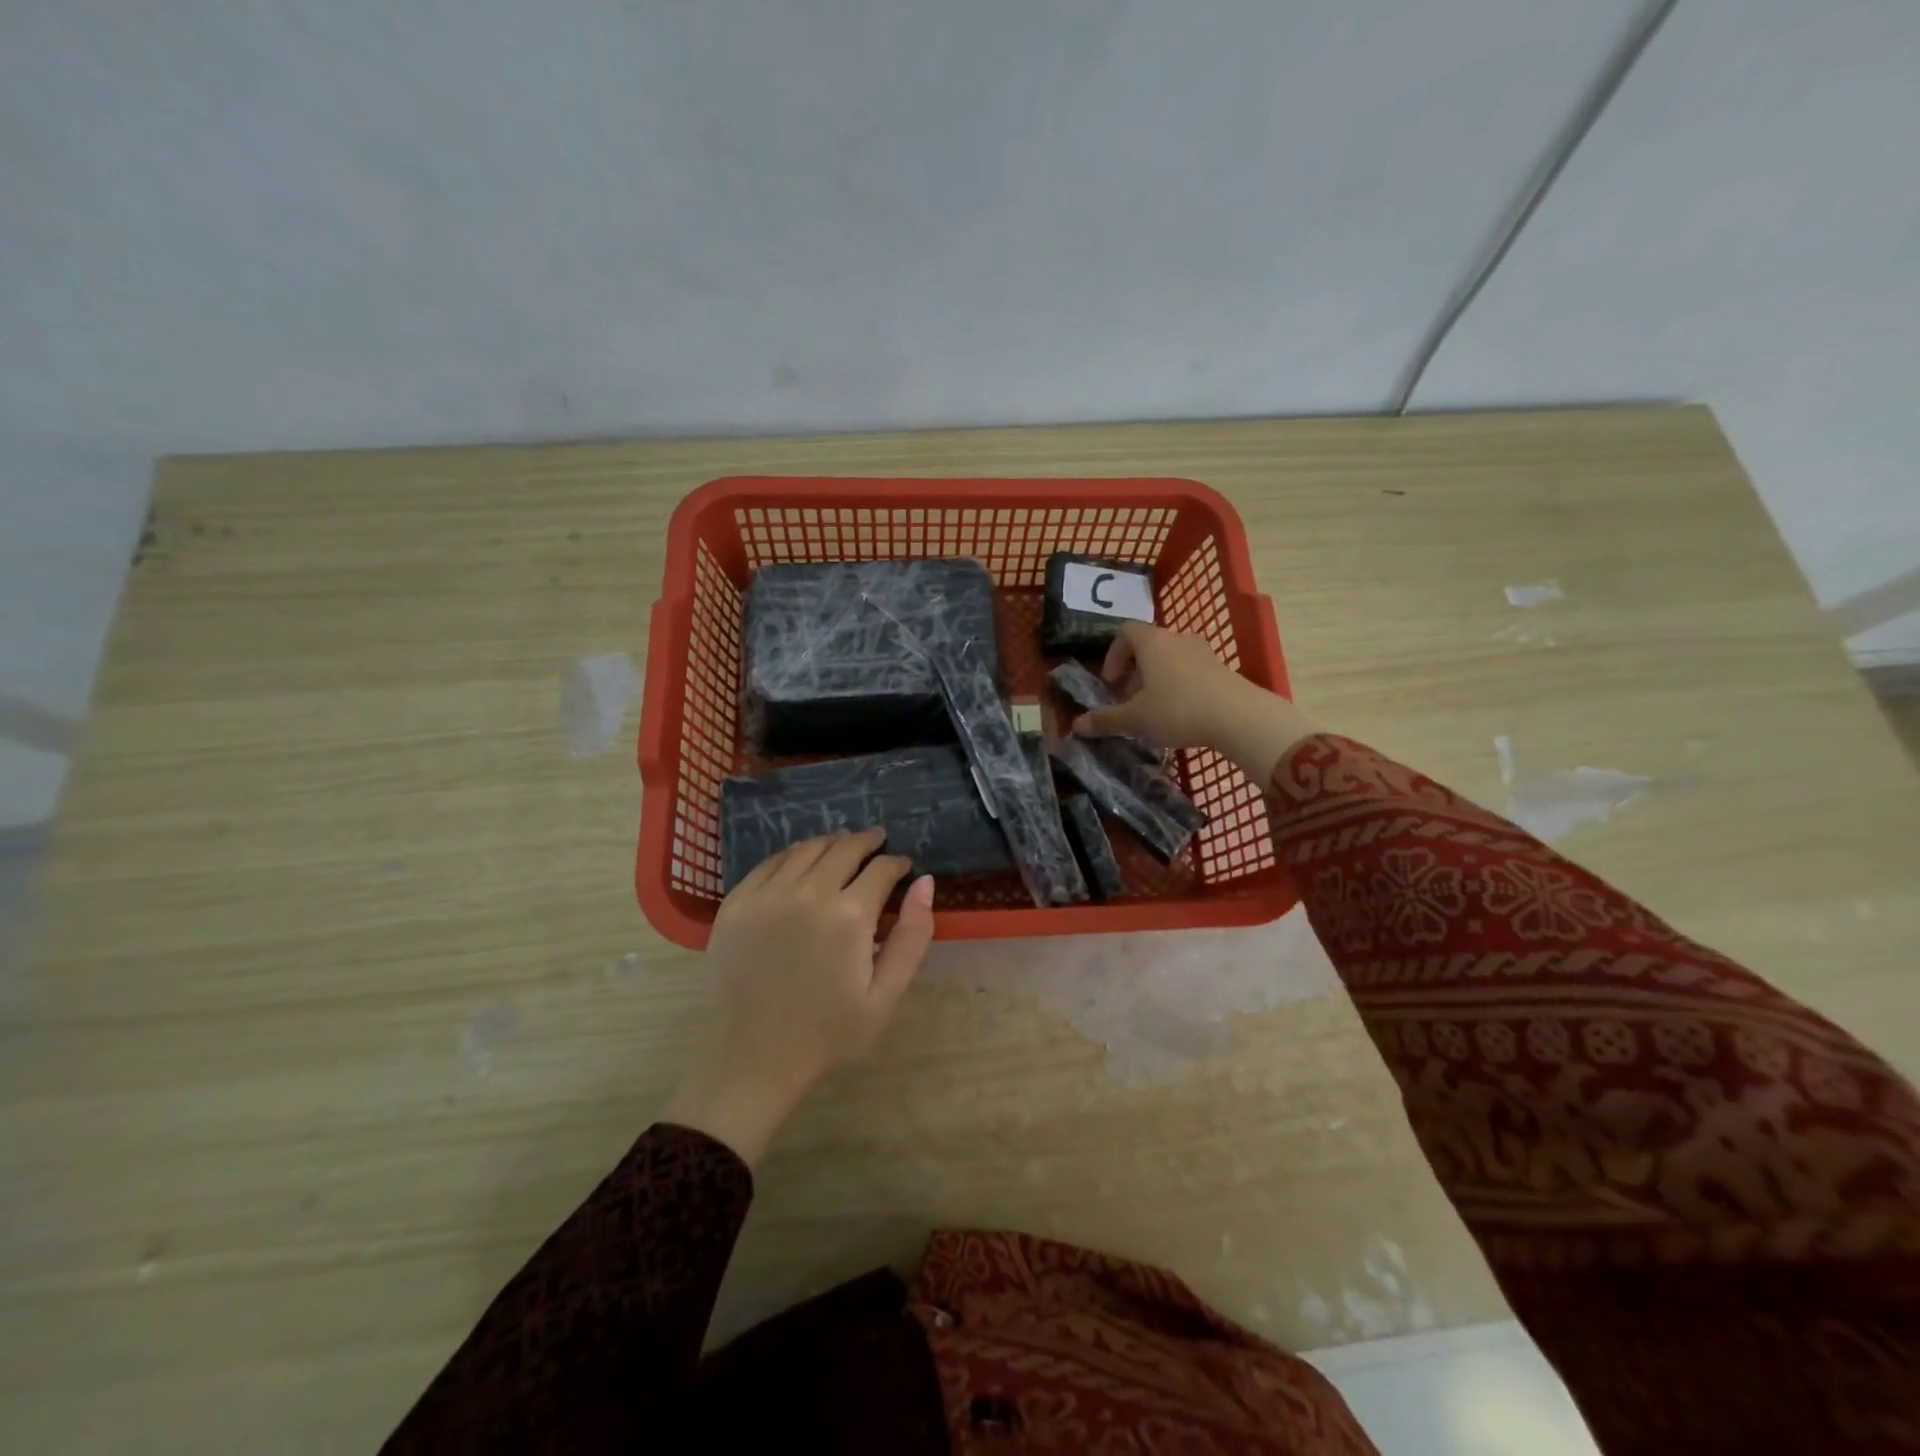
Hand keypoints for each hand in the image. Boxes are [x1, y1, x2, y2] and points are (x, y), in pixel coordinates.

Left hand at [662, 827, 934, 1166]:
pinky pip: (770, 862)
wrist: (754, 1058)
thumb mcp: (886, 995)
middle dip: (867, 842)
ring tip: (843, 845)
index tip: (902, 866)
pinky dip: (793, 854)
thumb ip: (912, 936)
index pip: (881, 869)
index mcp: (849, 916)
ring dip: (831, 843)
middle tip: (877, 842)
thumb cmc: (829, 1033)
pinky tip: (802, 860)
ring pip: (807, 848)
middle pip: (844, 848)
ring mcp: (767, 895)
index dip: (896, 863)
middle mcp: (808, 893)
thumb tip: (925, 882)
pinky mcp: (736, 903)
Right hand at [1071, 622, 1317, 782]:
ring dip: (1157, 676)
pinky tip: (1181, 711)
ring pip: (1171, 656)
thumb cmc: (1178, 710)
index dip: (1113, 654)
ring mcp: (1203, 651)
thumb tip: (1076, 726)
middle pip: (1149, 644)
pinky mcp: (1221, 668)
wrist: (1239, 716)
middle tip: (1129, 697)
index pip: (1125, 631)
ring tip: (1154, 706)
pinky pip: (1191, 669)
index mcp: (1152, 642)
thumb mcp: (1135, 719)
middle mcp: (1177, 638)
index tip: (1111, 681)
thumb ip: (1105, 720)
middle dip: (1134, 668)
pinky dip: (1179, 683)